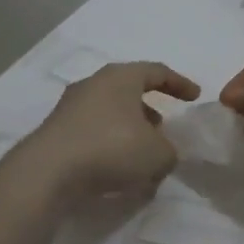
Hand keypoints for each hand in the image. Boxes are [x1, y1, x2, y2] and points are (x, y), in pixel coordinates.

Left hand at [15, 61, 200, 205]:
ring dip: (129, 130)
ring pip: (110, 113)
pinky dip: (110, 145)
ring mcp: (70, 107)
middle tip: (164, 128)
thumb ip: (169, 151)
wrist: (48, 172)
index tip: (195, 97)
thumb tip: (161, 152)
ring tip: (142, 155)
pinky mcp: (56, 131)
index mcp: (121, 77)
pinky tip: (117, 169)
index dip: (179, 84)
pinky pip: (93, 133)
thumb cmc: (111, 149)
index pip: (157, 71)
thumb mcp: (158, 154)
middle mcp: (93, 84)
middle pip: (129, 91)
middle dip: (150, 109)